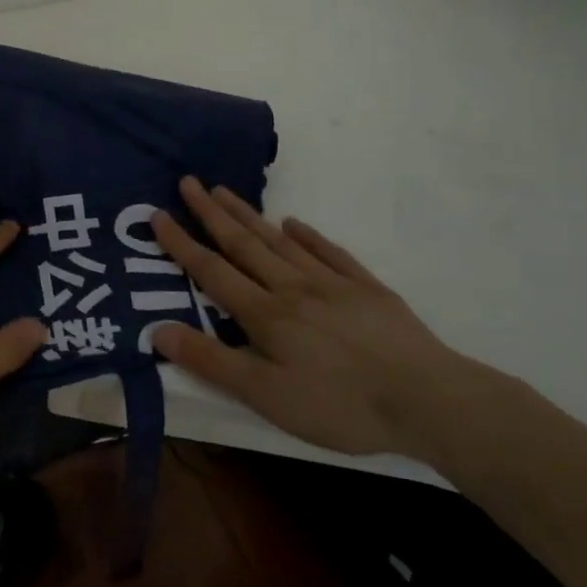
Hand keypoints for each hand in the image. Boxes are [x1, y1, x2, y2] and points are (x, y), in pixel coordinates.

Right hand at [150, 178, 490, 464]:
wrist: (428, 400)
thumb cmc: (340, 405)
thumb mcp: (266, 396)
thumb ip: (212, 361)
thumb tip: (158, 329)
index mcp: (265, 314)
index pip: (212, 271)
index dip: (182, 243)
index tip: (158, 214)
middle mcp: (292, 288)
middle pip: (244, 244)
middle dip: (211, 213)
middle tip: (189, 182)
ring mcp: (332, 284)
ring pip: (280, 242)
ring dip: (249, 216)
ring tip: (226, 192)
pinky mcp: (367, 289)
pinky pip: (329, 252)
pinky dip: (309, 235)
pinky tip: (295, 223)